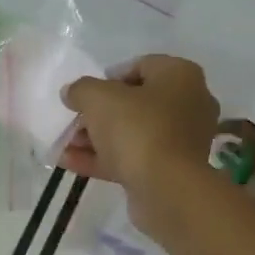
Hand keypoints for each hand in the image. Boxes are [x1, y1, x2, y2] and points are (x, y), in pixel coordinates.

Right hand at [60, 55, 218, 202]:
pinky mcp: (170, 170)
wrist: (166, 188)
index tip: (85, 93)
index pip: (141, 66)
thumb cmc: (137, 128)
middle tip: (74, 122)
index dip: (108, 77)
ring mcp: (181, 140)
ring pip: (132, 133)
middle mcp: (189, 104)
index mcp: (180, 76)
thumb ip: (81, 89)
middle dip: (99, 113)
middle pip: (135, 103)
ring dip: (97, 138)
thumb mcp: (98, 98)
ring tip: (65, 145)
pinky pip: (133, 157)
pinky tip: (70, 163)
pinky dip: (104, 159)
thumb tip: (72, 93)